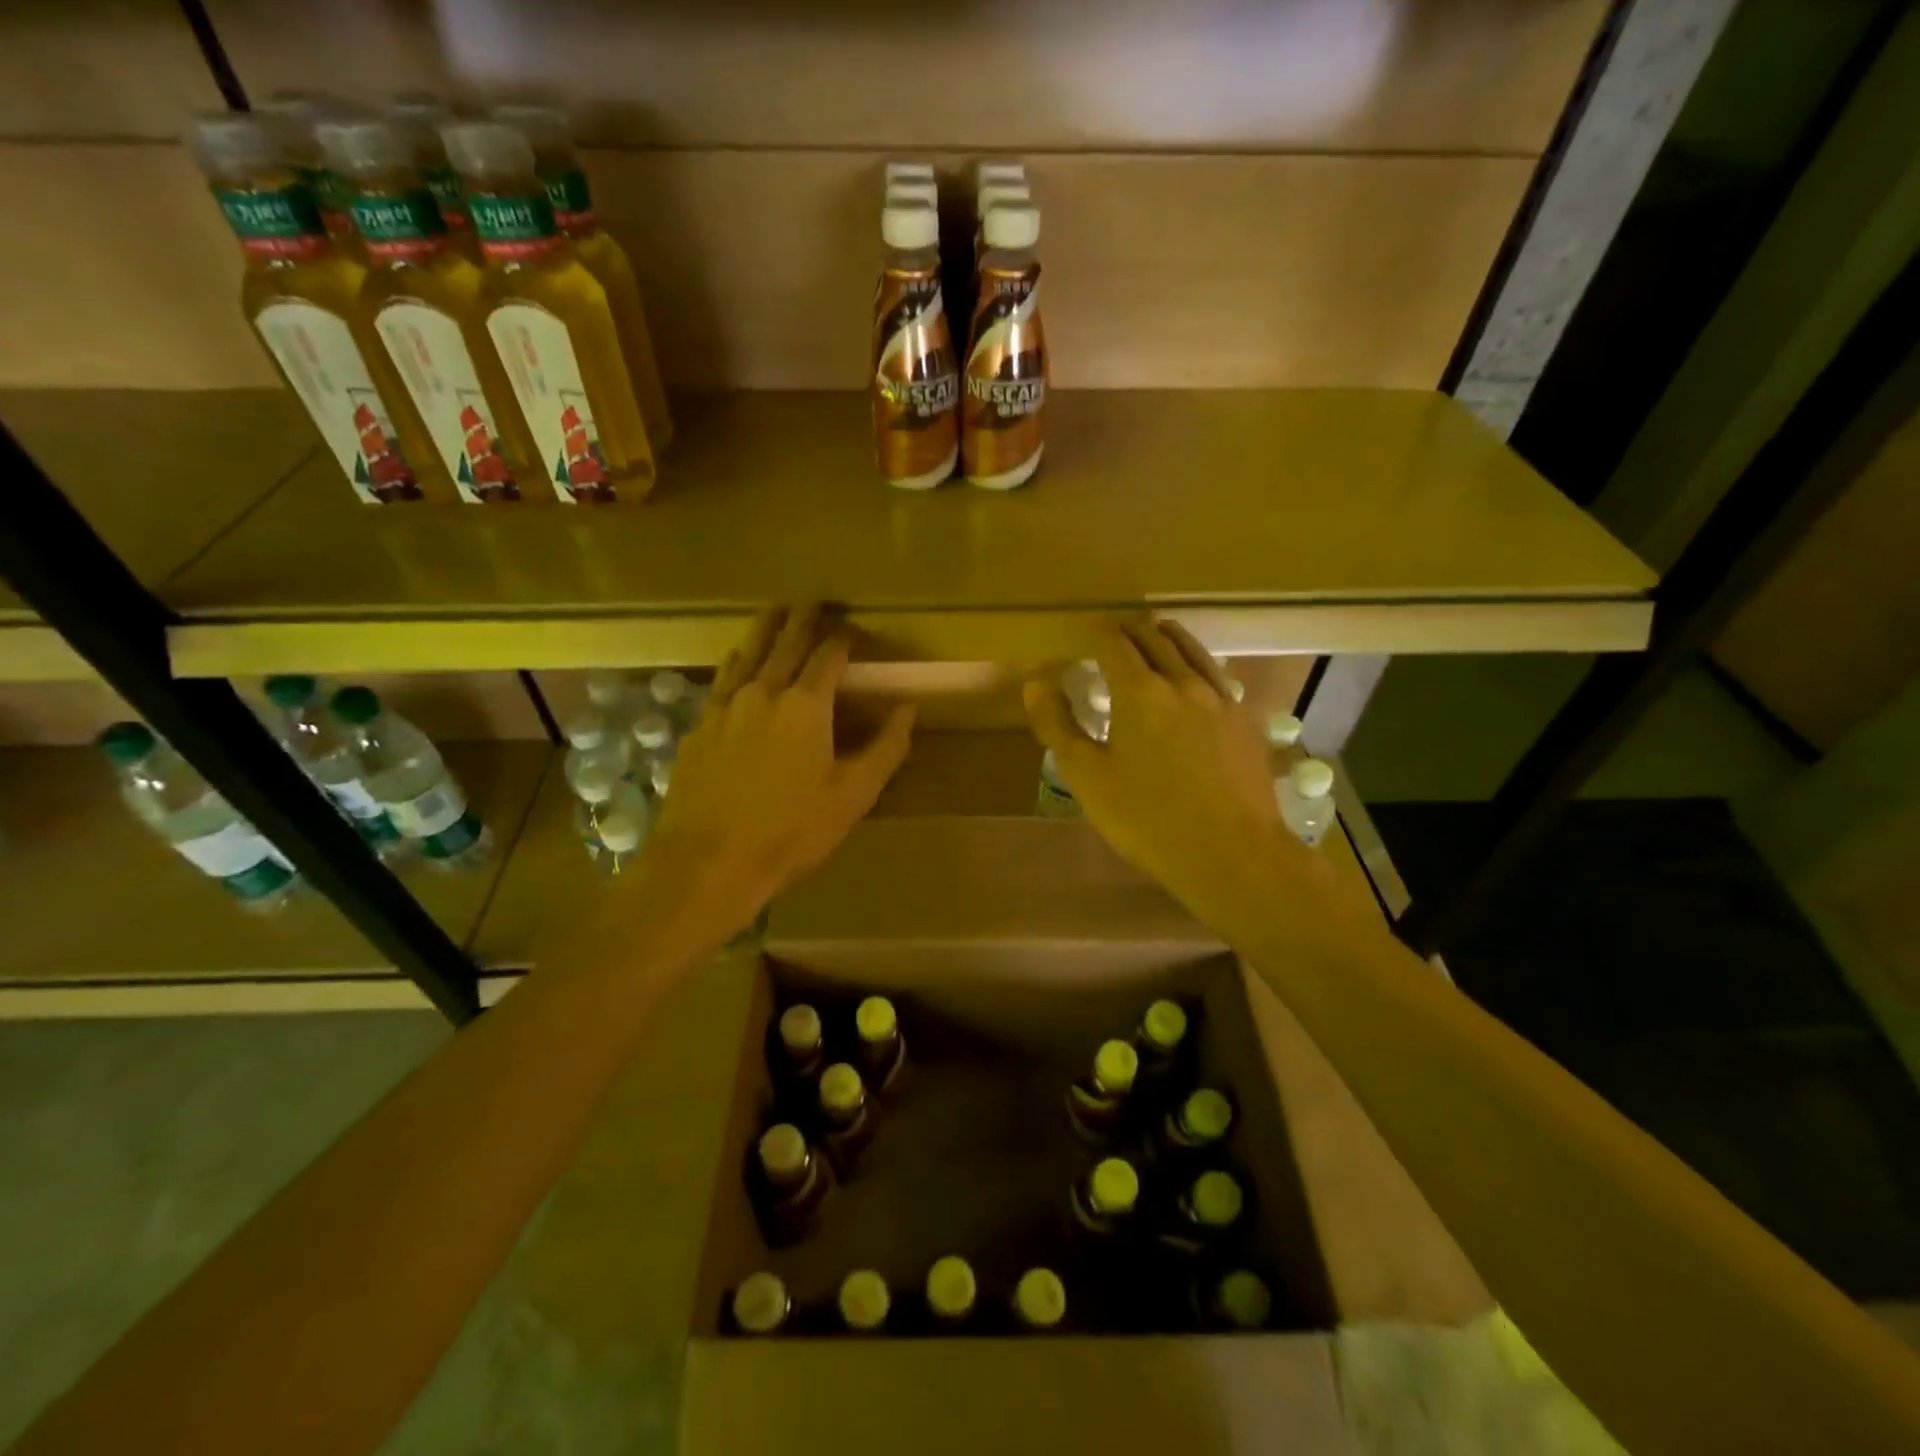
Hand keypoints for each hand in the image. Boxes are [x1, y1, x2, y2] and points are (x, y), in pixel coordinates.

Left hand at [636, 605, 914, 946]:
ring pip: (747, 654)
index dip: (843, 638)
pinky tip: (736, 663)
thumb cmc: (790, 831)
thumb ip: (885, 749)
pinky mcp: (698, 728)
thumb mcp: (852, 796)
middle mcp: (762, 693)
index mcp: (805, 705)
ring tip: (774, 612)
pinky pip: (722, 681)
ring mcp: (724, 708)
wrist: (707, 862)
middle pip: (784, 643)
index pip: (828, 656)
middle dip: (802, 619)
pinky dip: (736, 663)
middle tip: (812, 600)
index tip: (851, 627)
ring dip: (764, 630)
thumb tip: (907, 709)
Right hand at [1024, 619, 1327, 936]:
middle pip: (1154, 636)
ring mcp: (1220, 698)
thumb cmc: (1148, 819)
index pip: (1113, 642)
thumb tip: (1036, 681)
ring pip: (1191, 648)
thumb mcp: (1087, 778)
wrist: (1231, 854)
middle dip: (1128, 629)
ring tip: (1152, 636)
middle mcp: (1182, 682)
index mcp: (1139, 691)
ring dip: (1165, 636)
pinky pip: (1215, 674)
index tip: (1083, 632)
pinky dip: (1195, 662)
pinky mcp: (1245, 719)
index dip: (1095, 631)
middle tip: (1112, 633)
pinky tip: (1193, 678)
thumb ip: (1057, 725)